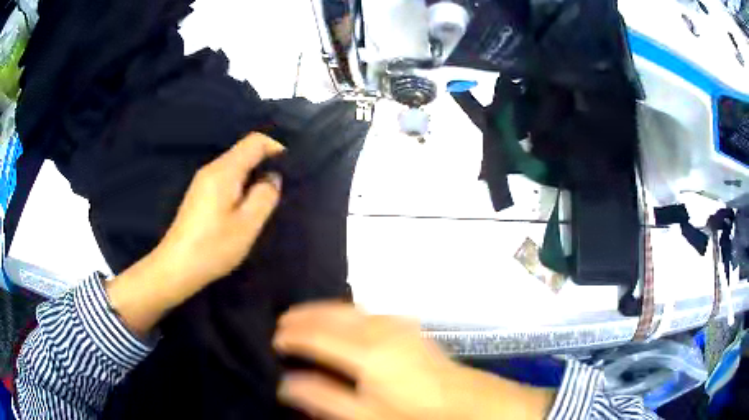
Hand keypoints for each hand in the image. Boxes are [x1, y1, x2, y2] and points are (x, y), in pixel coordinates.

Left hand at [151, 132, 283, 298]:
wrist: (176, 267)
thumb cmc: (213, 247)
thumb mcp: (247, 224)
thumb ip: (265, 196)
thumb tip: (272, 177)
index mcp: (224, 171)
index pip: (255, 141)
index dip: (276, 146)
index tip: (292, 165)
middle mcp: (212, 169)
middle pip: (244, 152)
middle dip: (266, 162)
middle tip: (283, 186)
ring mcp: (203, 182)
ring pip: (236, 167)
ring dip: (254, 176)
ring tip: (268, 199)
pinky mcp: (200, 195)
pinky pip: (226, 179)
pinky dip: (241, 186)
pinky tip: (245, 208)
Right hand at [274, 303, 555, 419]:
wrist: (467, 401)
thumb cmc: (415, 413)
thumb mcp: (366, 416)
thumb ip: (324, 398)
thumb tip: (287, 384)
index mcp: (367, 352)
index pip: (318, 335)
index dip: (293, 335)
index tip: (274, 339)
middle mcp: (380, 330)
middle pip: (332, 314)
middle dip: (304, 315)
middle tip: (283, 323)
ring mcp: (398, 324)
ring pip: (350, 308)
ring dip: (324, 310)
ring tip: (305, 317)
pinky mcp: (409, 327)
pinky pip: (367, 311)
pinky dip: (346, 311)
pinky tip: (344, 320)